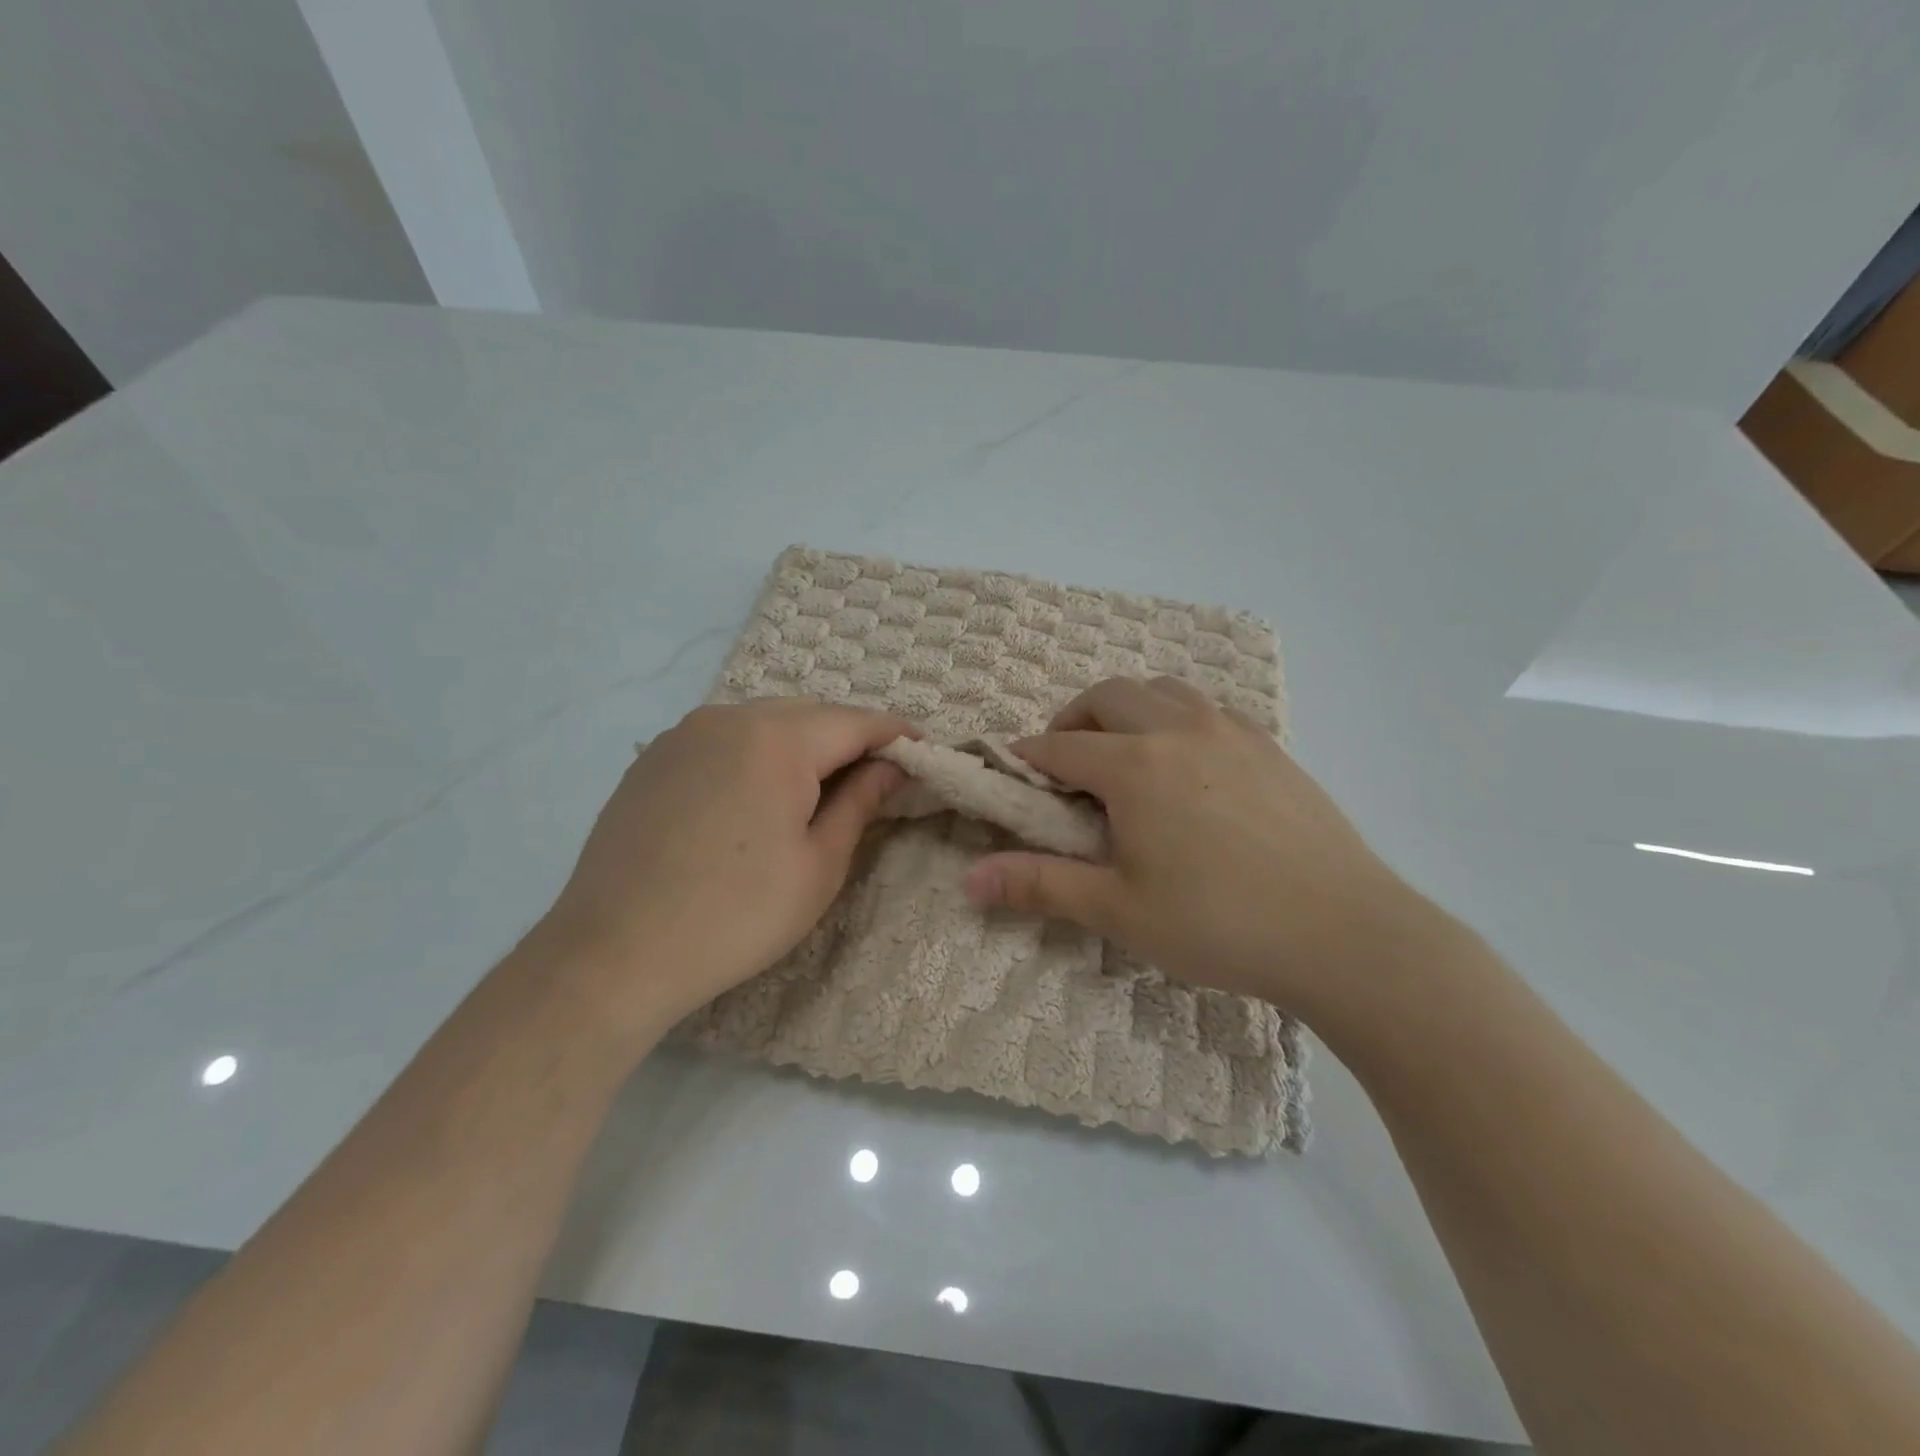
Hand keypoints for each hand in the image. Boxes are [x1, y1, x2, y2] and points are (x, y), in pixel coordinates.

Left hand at [538, 698, 913, 1037]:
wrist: (613, 953)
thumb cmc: (736, 915)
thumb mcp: (818, 865)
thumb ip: (860, 803)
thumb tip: (891, 768)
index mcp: (777, 739)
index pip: (855, 721)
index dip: (895, 734)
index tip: (923, 750)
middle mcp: (728, 717)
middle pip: (809, 714)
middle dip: (849, 738)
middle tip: (875, 777)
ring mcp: (684, 734)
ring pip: (764, 722)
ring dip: (802, 745)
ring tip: (819, 788)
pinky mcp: (654, 759)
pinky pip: (723, 739)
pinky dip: (756, 754)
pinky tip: (756, 797)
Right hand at [965, 677, 1436, 1020]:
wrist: (1345, 934)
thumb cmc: (1219, 924)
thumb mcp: (1119, 911)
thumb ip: (1040, 885)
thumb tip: (969, 880)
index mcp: (1134, 767)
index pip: (1059, 746)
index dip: (1027, 759)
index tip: (1015, 778)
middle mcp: (1178, 731)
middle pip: (1107, 697)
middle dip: (1073, 721)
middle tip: (1068, 767)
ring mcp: (1231, 732)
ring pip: (1162, 691)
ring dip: (1127, 710)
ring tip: (1126, 756)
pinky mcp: (1270, 746)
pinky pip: (1208, 709)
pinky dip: (1177, 719)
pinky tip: (1188, 767)